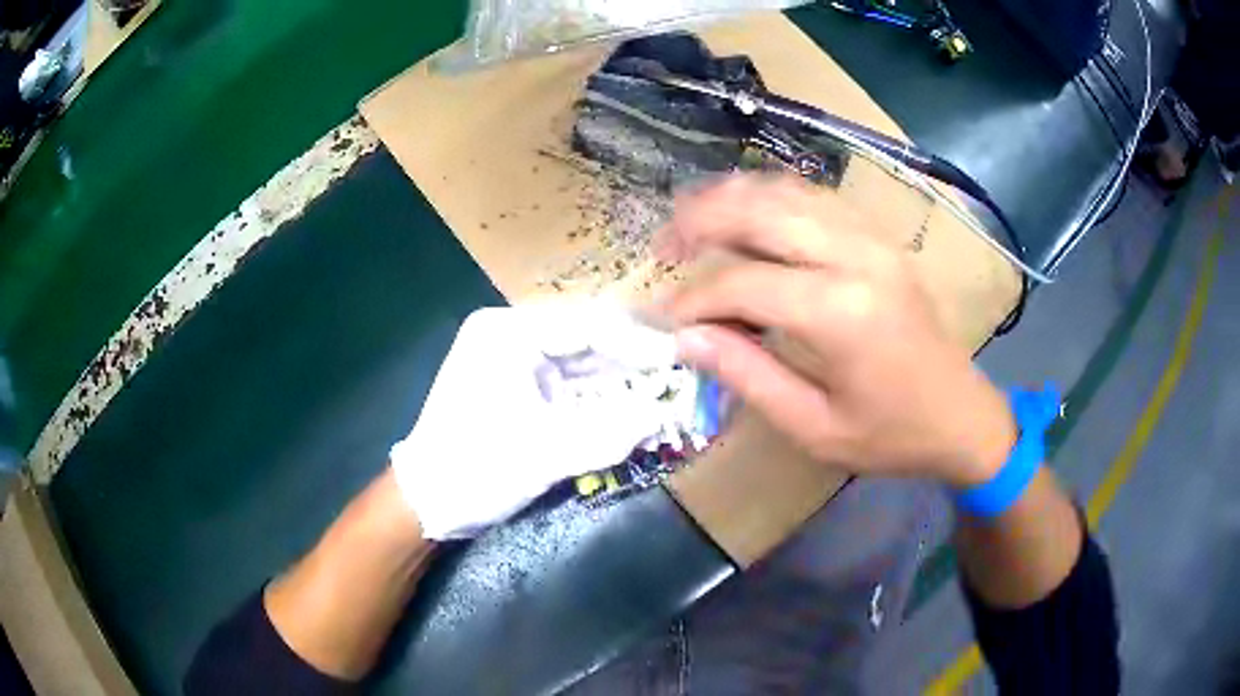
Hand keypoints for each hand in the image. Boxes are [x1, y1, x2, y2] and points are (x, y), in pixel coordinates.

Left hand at [390, 303, 676, 539]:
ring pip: (582, 363)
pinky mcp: (518, 386)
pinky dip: (600, 400)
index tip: (680, 359)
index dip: (637, 343)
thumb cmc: (474, 470)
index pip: (586, 325)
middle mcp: (510, 335)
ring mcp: (513, 360)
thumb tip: (662, 416)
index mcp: (506, 333)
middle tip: (679, 378)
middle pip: (586, 340)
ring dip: (621, 383)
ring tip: (665, 396)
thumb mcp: (544, 454)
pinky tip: (632, 412)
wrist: (426, 502)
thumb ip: (608, 434)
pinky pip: (570, 385)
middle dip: (633, 363)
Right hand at [655, 175, 1014, 486]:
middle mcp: (857, 257)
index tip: (659, 317)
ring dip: (731, 199)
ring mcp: (873, 239)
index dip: (692, 298)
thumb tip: (687, 338)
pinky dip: (772, 198)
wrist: (963, 416)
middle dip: (699, 221)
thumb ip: (748, 376)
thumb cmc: (892, 435)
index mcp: (841, 313)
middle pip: (761, 212)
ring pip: (787, 192)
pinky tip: (747, 214)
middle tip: (662, 247)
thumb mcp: (815, 428)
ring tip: (691, 221)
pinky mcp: (881, 239)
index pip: (742, 284)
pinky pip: (816, 198)